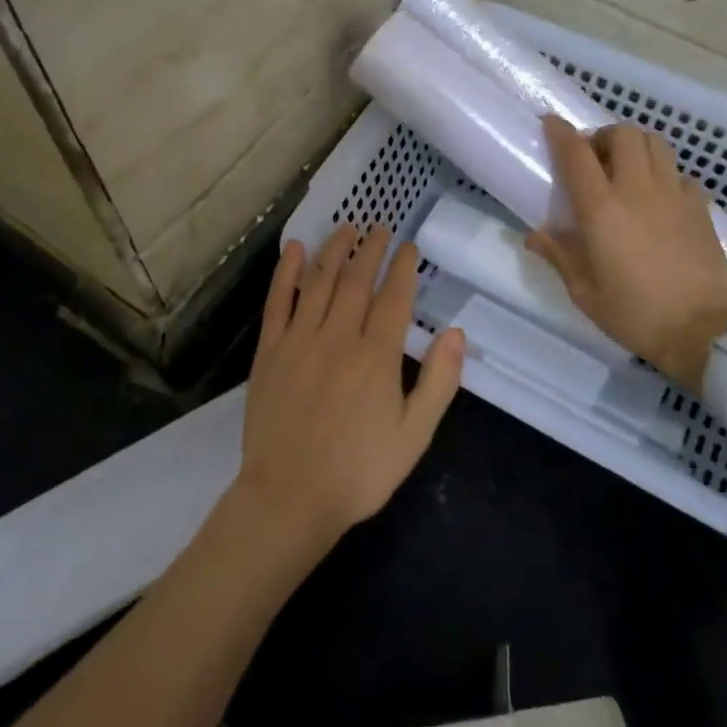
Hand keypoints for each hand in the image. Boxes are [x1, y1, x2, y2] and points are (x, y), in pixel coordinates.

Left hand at [230, 224, 465, 554]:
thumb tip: (456, 332)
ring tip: (347, 228)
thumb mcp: (414, 435)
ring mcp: (299, 341)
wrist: (289, 498)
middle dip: (371, 249)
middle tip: (380, 228)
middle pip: (357, 280)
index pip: (394, 298)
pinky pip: (278, 302)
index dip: (404, 268)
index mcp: (376, 357)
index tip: (409, 248)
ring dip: (335, 250)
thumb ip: (439, 382)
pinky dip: (287, 273)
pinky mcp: (270, 352)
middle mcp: (338, 337)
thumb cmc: (358, 472)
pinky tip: (296, 250)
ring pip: (320, 282)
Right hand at [525, 115, 726, 388]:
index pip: (577, 154)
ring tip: (626, 169)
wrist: (704, 332)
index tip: (550, 123)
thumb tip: (534, 235)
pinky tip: (658, 198)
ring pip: (656, 143)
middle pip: (623, 134)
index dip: (560, 132)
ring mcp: (674, 194)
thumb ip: (559, 256)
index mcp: (601, 208)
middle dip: (603, 136)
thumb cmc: (635, 313)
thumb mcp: (585, 292)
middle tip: (594, 158)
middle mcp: (637, 189)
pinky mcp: (700, 207)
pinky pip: (679, 173)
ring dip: (635, 146)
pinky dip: (664, 174)